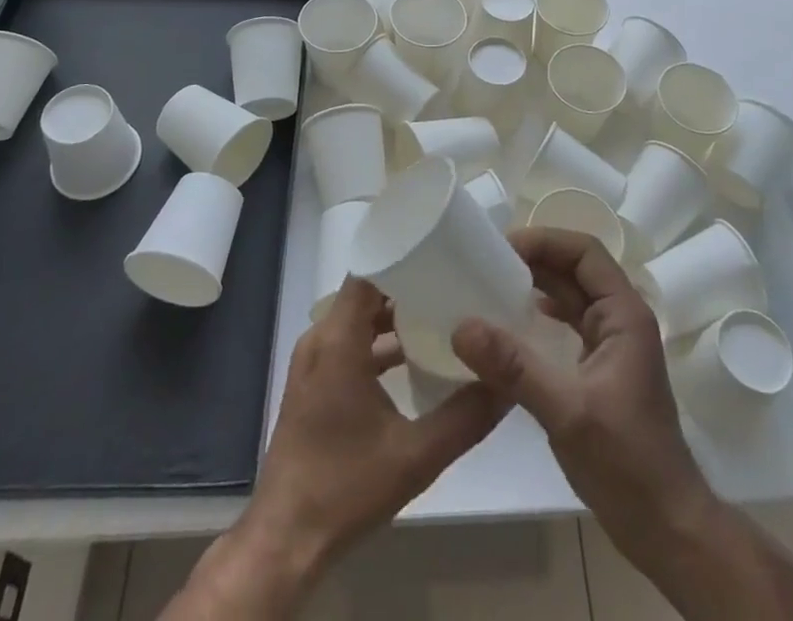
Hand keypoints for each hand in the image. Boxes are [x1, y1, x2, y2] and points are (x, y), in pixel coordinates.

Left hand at [176, 277, 505, 617]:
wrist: (286, 538)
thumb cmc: (346, 486)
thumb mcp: (415, 456)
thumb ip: (464, 417)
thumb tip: (506, 385)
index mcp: (338, 340)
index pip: (369, 272)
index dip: (403, 257)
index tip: (442, 254)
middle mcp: (320, 339)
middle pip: (366, 292)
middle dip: (407, 285)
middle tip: (451, 283)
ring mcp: (313, 362)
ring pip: (356, 319)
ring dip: (392, 316)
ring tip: (439, 314)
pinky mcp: (313, 384)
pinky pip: (347, 342)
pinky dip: (376, 342)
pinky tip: (412, 358)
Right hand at [451, 229, 717, 572]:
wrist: (667, 528)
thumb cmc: (627, 463)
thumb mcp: (567, 411)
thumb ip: (515, 367)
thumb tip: (462, 326)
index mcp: (625, 314)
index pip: (585, 252)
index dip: (545, 241)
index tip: (502, 247)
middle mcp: (621, 319)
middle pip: (577, 268)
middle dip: (535, 259)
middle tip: (487, 262)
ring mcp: (613, 344)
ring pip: (572, 295)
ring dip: (536, 285)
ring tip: (492, 285)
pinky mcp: (601, 369)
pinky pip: (568, 323)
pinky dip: (541, 314)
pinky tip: (514, 324)